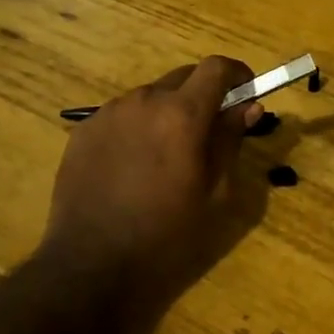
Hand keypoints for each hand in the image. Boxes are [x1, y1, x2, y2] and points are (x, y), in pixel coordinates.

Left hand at [43, 56, 260, 333]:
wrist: (90, 265)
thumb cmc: (165, 235)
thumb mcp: (214, 193)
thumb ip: (230, 141)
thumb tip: (249, 107)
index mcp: (182, 114)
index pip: (217, 67)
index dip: (236, 74)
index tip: (245, 93)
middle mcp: (145, 100)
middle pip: (184, 77)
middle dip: (203, 95)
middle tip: (208, 132)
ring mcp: (109, 112)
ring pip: (151, 96)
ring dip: (167, 112)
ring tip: (165, 155)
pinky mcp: (84, 129)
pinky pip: (121, 115)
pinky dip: (137, 127)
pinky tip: (132, 165)